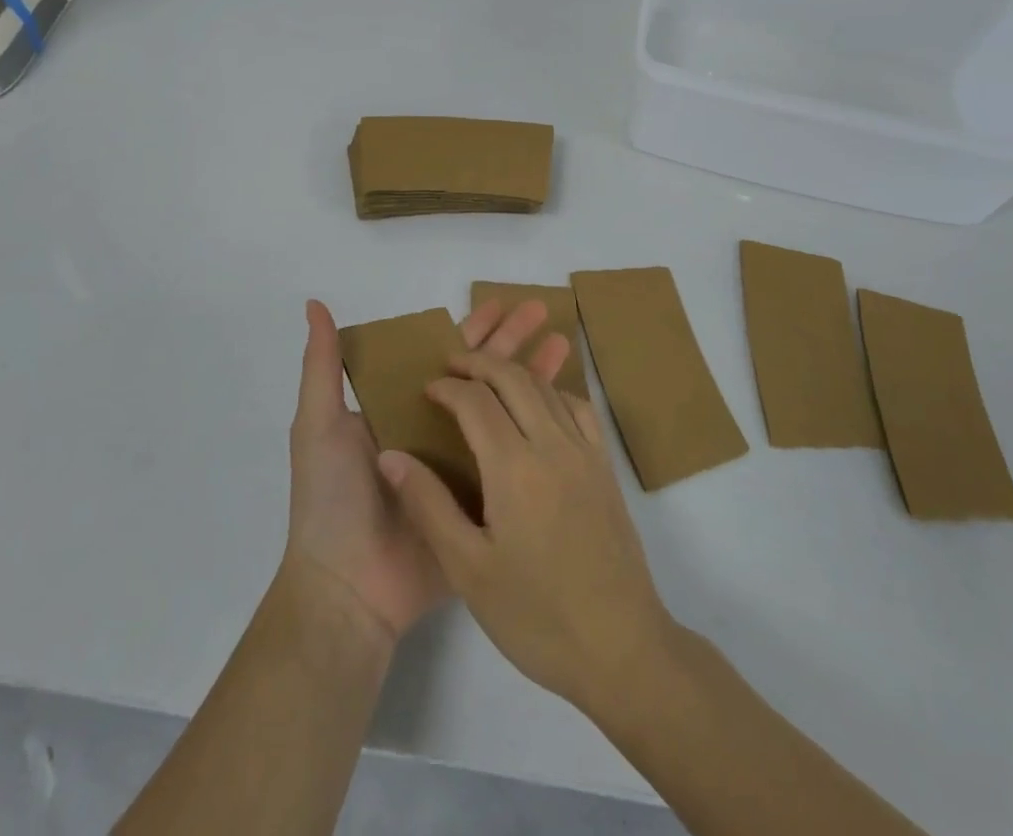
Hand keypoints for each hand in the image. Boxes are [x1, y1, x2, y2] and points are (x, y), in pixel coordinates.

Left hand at [284, 298, 570, 643]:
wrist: (348, 589)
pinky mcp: (481, 502)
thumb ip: (323, 365)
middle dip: (510, 341)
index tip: (501, 302)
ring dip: (531, 376)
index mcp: (399, 407)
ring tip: (564, 343)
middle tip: (543, 310)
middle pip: (480, 375)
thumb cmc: (331, 498)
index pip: (442, 355)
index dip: (470, 329)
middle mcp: (433, 429)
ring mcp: (461, 466)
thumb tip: (313, 303)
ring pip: (503, 410)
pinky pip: (513, 459)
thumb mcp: (318, 424)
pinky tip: (564, 408)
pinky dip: (537, 432)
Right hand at [378, 348, 672, 713]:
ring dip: (513, 372)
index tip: (427, 389)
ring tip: (487, 378)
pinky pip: (579, 407)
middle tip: (451, 366)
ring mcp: (585, 453)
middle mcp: (552, 445)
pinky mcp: (606, 468)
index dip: (447, 387)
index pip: (475, 401)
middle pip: (513, 378)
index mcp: (514, 468)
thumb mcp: (468, 570)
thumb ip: (428, 505)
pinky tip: (539, 406)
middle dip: (479, 363)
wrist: (621, 650)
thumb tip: (390, 456)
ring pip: (546, 387)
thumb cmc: (536, 617)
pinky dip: (552, 391)